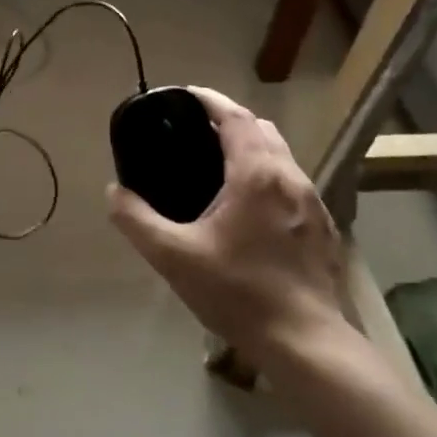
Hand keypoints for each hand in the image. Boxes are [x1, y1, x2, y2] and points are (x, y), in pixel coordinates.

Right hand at [107, 87, 346, 373]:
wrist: (304, 341)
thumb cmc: (237, 292)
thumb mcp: (173, 256)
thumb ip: (136, 219)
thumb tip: (114, 192)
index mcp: (256, 174)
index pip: (234, 116)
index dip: (208, 99)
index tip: (183, 95)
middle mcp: (290, 177)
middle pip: (261, 128)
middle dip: (229, 120)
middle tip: (194, 131)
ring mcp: (312, 202)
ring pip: (281, 155)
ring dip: (251, 147)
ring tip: (218, 165)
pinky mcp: (322, 227)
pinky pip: (292, 183)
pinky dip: (268, 175)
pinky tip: (248, 206)